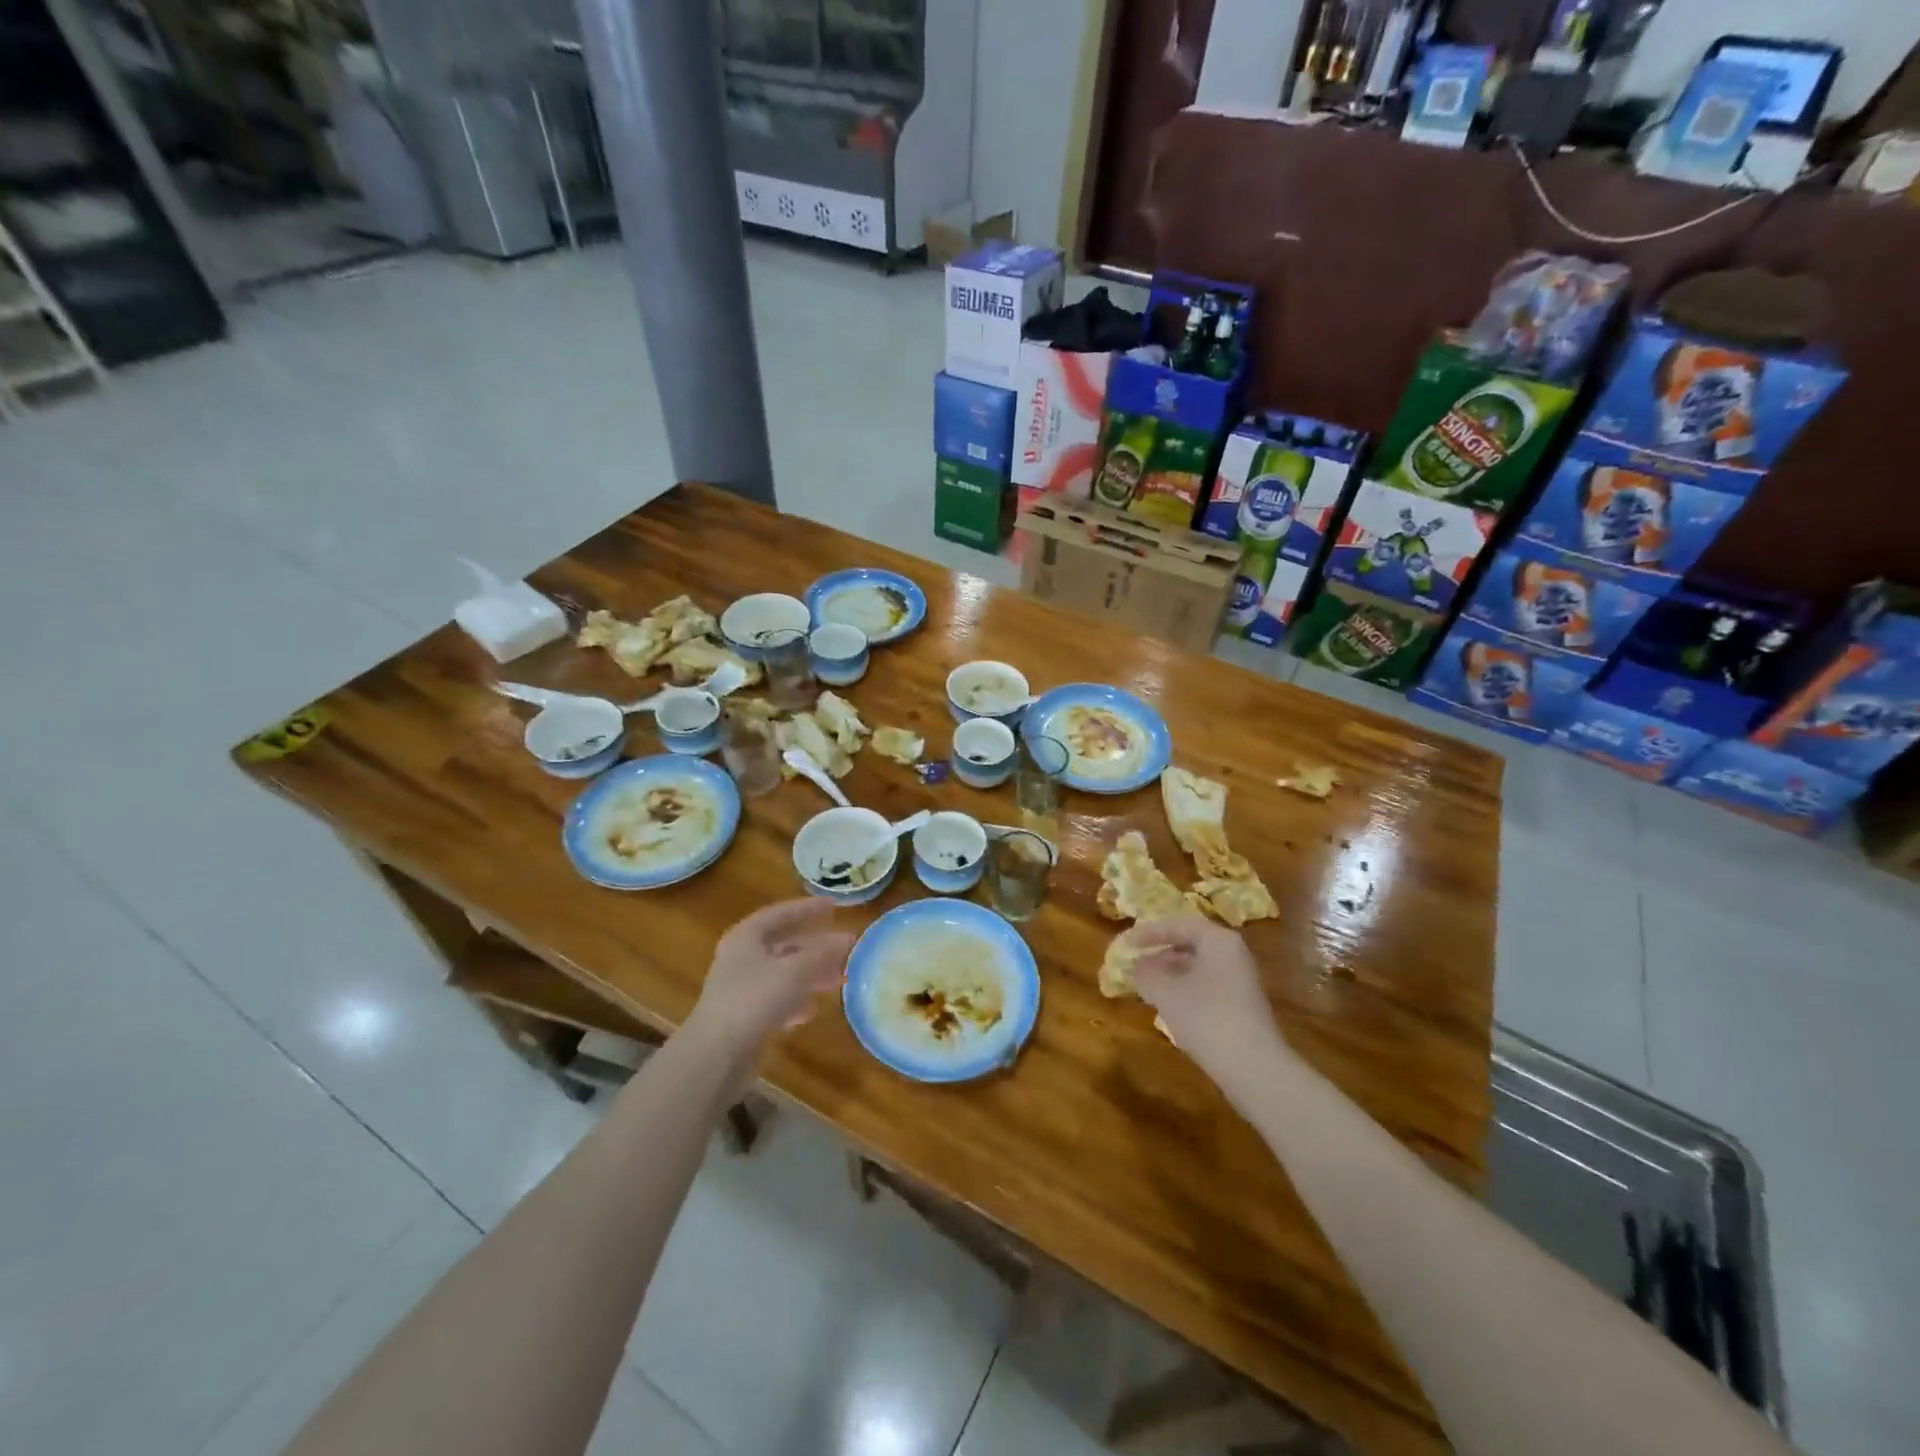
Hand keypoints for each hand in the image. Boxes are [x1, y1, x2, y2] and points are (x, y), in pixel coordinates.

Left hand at [686, 899, 854, 1056]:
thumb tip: (849, 938)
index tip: (833, 906)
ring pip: (782, 973)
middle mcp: (741, 958)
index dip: (807, 909)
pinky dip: (795, 1001)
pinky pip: (775, 1000)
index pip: (780, 913)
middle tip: (844, 948)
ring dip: (810, 974)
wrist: (716, 1054)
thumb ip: (823, 953)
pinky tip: (811, 1011)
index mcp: (746, 937)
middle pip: (783, 944)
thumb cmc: (754, 999)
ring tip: (838, 979)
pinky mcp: (743, 1017)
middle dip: (815, 947)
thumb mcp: (796, 971)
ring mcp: (740, 988)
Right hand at [1131, 916, 1291, 1088]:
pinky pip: (1207, 987)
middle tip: (1136, 963)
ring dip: (1171, 974)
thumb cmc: (1206, 1017)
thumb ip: (1145, 975)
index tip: (1127, 942)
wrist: (1253, 1067)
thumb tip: (1134, 966)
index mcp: (1219, 941)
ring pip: (1199, 968)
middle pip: (1192, 945)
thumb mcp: (1166, 993)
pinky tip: (1169, 1006)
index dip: (1150, 932)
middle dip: (1161, 953)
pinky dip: (1185, 990)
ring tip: (1147, 985)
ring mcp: (1241, 982)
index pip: (1180, 925)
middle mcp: (1234, 955)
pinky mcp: (1242, 1007)